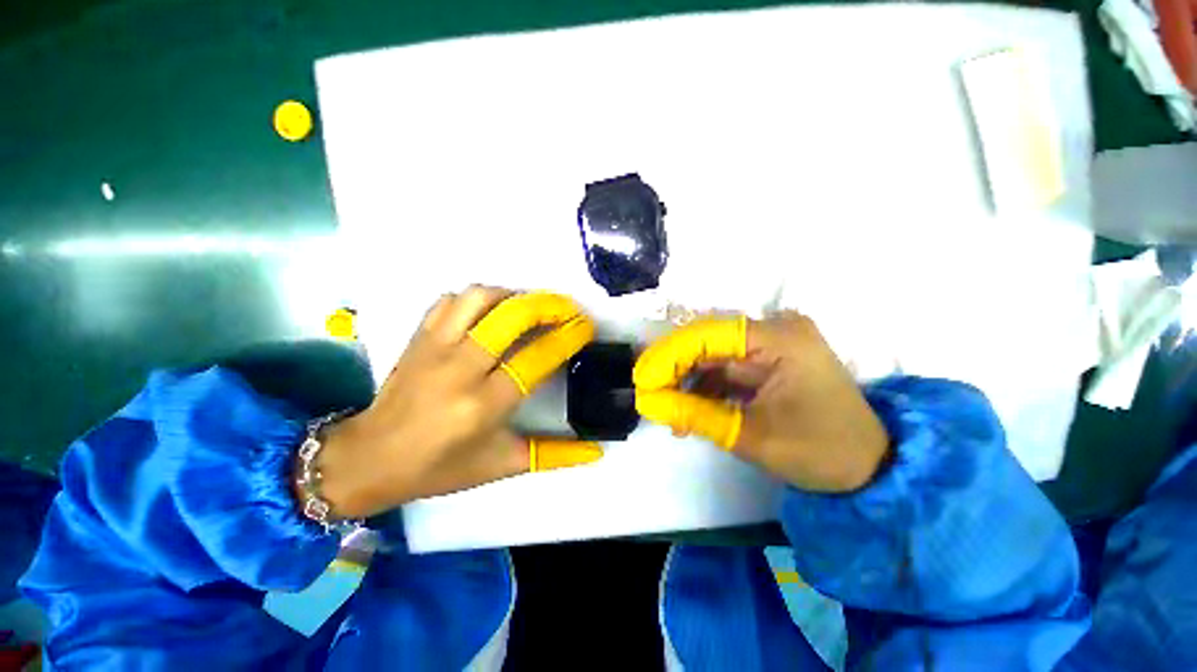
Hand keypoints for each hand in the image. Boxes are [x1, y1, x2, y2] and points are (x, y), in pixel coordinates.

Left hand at [312, 287, 601, 518]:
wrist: (370, 458)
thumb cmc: (440, 467)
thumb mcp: (503, 465)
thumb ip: (555, 455)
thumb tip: (598, 451)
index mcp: (484, 405)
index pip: (537, 357)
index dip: (568, 337)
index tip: (585, 326)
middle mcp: (460, 369)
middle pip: (512, 317)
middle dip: (548, 305)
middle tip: (567, 309)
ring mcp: (435, 347)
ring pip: (480, 298)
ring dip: (514, 296)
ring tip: (531, 307)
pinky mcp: (418, 336)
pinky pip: (452, 300)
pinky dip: (478, 298)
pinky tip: (492, 311)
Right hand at [633, 312, 889, 491]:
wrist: (869, 468)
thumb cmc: (818, 452)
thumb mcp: (750, 436)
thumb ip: (694, 415)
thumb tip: (647, 403)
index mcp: (780, 338)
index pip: (708, 334)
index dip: (669, 354)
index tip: (641, 378)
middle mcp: (775, 329)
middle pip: (707, 340)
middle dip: (674, 367)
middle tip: (648, 393)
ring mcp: (773, 342)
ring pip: (712, 353)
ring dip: (687, 379)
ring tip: (667, 409)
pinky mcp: (768, 358)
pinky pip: (725, 365)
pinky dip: (704, 386)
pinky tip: (688, 409)